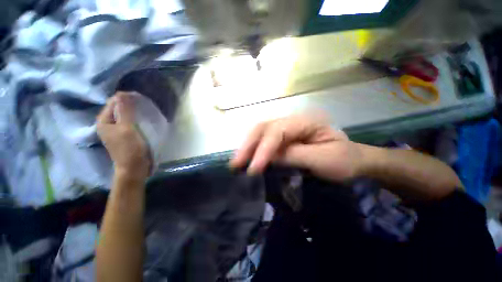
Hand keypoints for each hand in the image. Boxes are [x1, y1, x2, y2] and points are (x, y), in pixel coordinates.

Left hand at [97, 92, 150, 180]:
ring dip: (134, 111)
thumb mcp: (128, 128)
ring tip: (145, 111)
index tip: (141, 98)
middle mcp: (107, 124)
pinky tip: (143, 119)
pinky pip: (129, 121)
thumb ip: (126, 111)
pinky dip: (135, 118)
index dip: (126, 98)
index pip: (113, 102)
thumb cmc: (130, 148)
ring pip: (124, 115)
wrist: (134, 167)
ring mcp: (115, 130)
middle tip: (144, 105)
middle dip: (130, 104)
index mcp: (104, 121)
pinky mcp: (124, 134)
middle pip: (118, 108)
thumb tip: (123, 93)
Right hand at [229, 115, 362, 181]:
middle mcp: (293, 120)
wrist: (352, 160)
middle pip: (264, 127)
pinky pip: (264, 140)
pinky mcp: (284, 137)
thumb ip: (295, 155)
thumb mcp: (323, 159)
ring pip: (261, 132)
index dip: (264, 149)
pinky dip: (253, 149)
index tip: (253, 169)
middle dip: (249, 145)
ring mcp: (287, 128)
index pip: (278, 131)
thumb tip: (268, 158)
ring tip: (237, 161)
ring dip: (247, 146)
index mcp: (307, 120)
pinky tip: (247, 157)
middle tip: (236, 163)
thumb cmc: (343, 160)